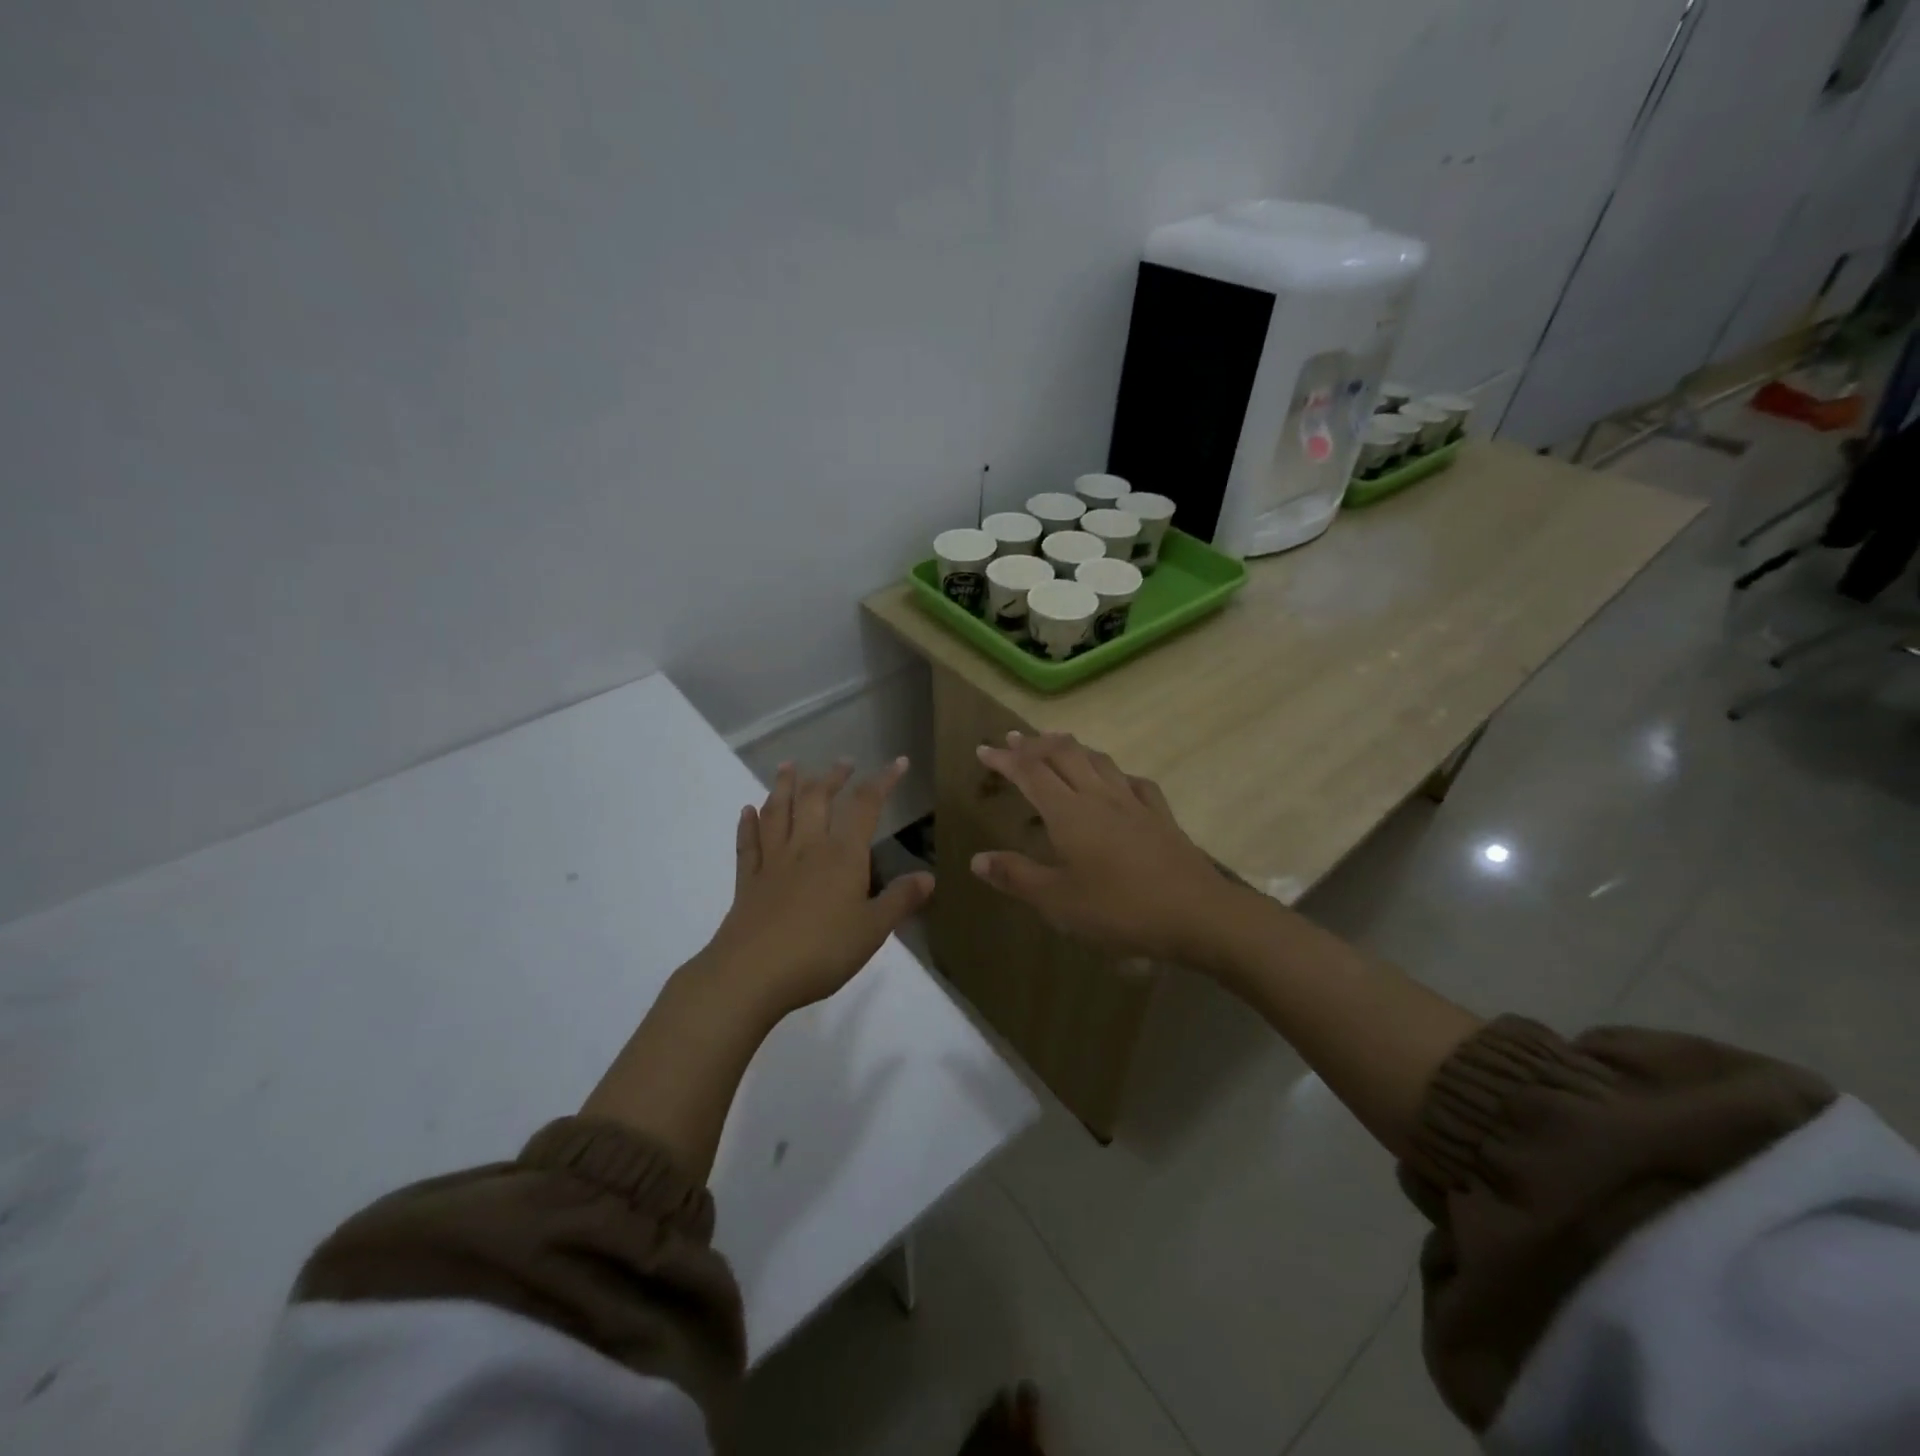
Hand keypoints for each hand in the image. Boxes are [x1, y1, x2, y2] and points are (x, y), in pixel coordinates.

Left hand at [703, 758, 932, 1019]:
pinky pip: (749, 844)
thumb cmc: (821, 951)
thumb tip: (929, 876)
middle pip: (817, 799)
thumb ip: (900, 900)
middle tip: (844, 763)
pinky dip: (748, 824)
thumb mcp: (873, 930)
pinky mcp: (748, 882)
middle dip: (832, 777)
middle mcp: (806, 848)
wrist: (752, 974)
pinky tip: (747, 810)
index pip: (865, 807)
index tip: (897, 762)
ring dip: (784, 786)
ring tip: (790, 766)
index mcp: (842, 856)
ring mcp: (773, 862)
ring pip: (778, 812)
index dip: (882, 782)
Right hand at [970, 731, 1237, 962]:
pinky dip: (1115, 772)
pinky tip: (1117, 780)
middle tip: (1015, 738)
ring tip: (1057, 744)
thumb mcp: (1058, 901)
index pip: (1030, 773)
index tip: (984, 748)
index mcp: (1069, 813)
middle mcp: (1099, 796)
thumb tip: (978, 859)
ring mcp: (1134, 803)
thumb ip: (1016, 876)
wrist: (1196, 914)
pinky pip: (1134, 781)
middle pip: (1064, 754)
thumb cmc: (1119, 909)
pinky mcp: (1161, 816)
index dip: (1005, 758)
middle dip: (1035, 744)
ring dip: (1072, 748)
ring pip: (1098, 760)